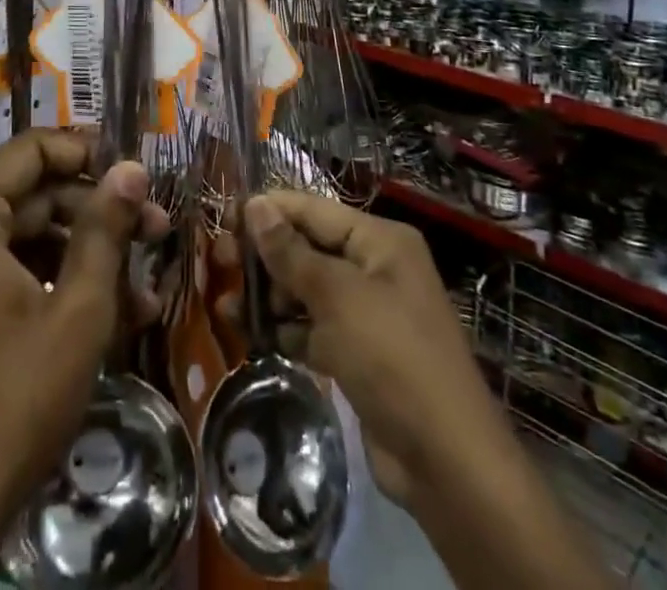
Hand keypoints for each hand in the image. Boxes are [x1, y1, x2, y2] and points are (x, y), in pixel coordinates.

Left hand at [0, 130, 168, 589]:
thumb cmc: (14, 397)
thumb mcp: (78, 309)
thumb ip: (105, 229)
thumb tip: (132, 168)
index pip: (32, 149)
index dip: (88, 153)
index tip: (137, 173)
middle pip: (36, 195)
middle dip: (100, 212)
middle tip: (159, 230)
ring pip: (33, 238)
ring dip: (90, 254)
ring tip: (147, 284)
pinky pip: (16, 275)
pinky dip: (62, 285)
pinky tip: (118, 314)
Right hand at [236, 193, 604, 589]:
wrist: (447, 462)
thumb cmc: (393, 357)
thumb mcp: (337, 297)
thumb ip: (291, 252)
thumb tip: (254, 205)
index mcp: (379, 240)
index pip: (313, 210)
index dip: (269, 211)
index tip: (224, 218)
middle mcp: (375, 267)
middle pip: (308, 248)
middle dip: (265, 256)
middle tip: (219, 262)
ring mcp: (367, 312)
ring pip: (306, 290)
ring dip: (269, 295)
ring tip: (226, 305)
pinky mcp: (358, 353)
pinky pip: (313, 328)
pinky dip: (285, 329)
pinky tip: (250, 334)